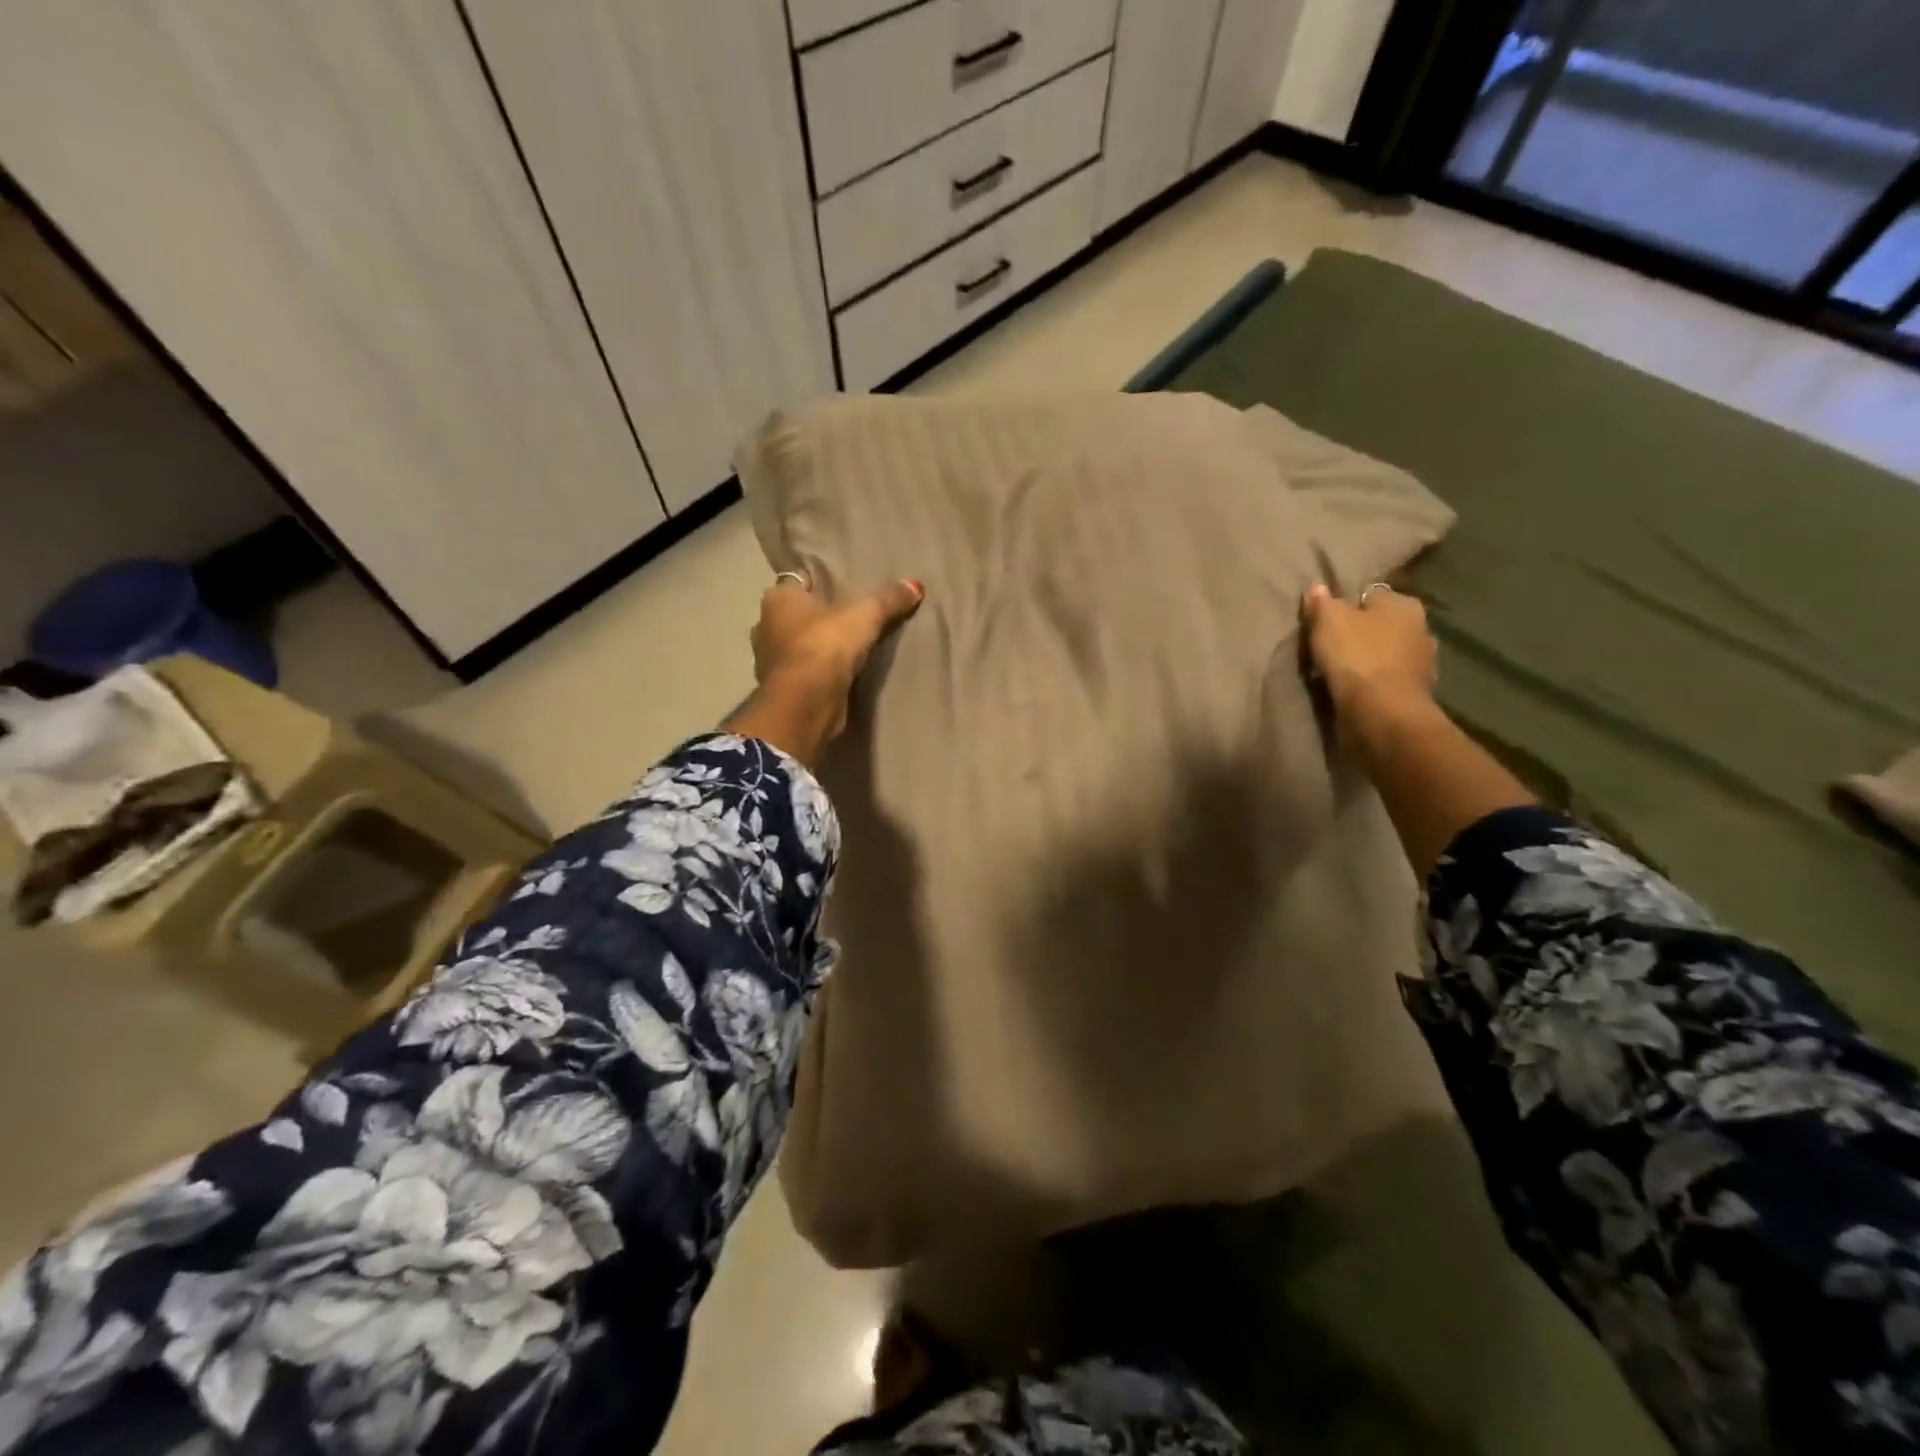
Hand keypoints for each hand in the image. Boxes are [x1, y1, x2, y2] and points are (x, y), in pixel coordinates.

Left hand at [729, 573, 923, 764]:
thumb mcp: (866, 615)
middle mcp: (766, 626)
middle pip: (798, 614)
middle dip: (819, 616)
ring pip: (799, 645)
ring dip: (818, 647)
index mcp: (778, 598)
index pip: (799, 581)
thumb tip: (916, 585)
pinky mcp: (783, 689)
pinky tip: (842, 673)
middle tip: (852, 617)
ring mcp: (770, 661)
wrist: (805, 705)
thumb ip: (889, 599)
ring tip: (851, 646)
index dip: (821, 582)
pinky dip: (819, 672)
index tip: (844, 586)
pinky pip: (805, 672)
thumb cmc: (825, 646)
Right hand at [1301, 582, 1436, 722]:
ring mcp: (1422, 662)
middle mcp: (1421, 627)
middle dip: (1359, 634)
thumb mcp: (1328, 621)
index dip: (1344, 607)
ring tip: (1339, 672)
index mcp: (1404, 604)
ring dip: (1367, 660)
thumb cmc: (1356, 656)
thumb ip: (1322, 603)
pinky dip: (1373, 682)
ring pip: (1385, 653)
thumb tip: (1318, 587)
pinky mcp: (1415, 691)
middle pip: (1379, 625)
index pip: (1369, 596)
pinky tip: (1354, 690)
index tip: (1324, 623)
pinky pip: (1386, 679)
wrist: (1382, 711)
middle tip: (1330, 648)